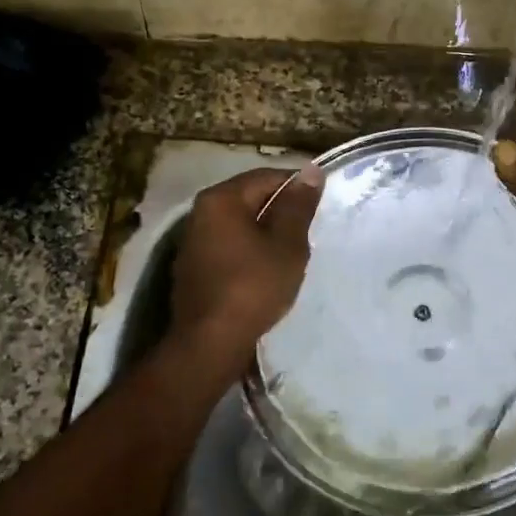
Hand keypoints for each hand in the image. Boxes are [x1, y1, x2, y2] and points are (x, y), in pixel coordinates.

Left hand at [170, 166, 323, 366]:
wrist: (210, 342)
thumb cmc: (253, 287)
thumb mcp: (287, 245)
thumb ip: (298, 207)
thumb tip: (311, 172)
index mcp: (221, 199)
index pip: (267, 177)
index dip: (297, 187)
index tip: (322, 204)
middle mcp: (200, 212)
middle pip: (250, 198)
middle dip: (281, 210)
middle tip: (311, 229)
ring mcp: (193, 241)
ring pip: (240, 224)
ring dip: (266, 232)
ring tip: (294, 250)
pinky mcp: (194, 267)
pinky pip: (229, 246)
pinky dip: (250, 250)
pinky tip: (268, 269)